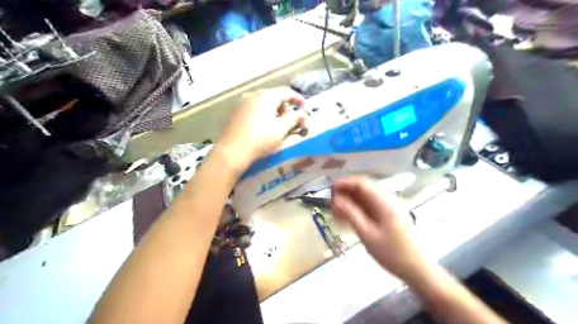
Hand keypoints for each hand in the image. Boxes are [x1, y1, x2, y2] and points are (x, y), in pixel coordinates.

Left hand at [216, 87, 306, 171]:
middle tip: (290, 118)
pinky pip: (252, 109)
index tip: (304, 106)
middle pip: (273, 96)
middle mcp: (252, 95)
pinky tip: (261, 127)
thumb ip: (294, 119)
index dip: (297, 98)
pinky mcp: (234, 113)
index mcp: (265, 96)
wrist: (232, 151)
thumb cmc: (260, 139)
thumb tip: (304, 114)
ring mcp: (241, 103)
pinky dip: (261, 113)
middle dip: (284, 106)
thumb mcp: (281, 130)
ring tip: (276, 124)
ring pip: (262, 102)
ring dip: (272, 110)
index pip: (286, 92)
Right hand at [332, 177, 430, 280]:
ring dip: (351, 201)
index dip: (345, 183)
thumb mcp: (367, 234)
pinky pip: (372, 206)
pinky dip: (359, 208)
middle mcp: (389, 200)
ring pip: (367, 198)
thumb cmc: (391, 253)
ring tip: (337, 210)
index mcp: (385, 202)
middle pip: (365, 189)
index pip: (362, 184)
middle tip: (332, 201)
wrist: (417, 269)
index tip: (330, 188)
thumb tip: (336, 199)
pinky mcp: (391, 215)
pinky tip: (349, 217)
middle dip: (347, 192)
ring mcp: (391, 207)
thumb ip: (351, 213)